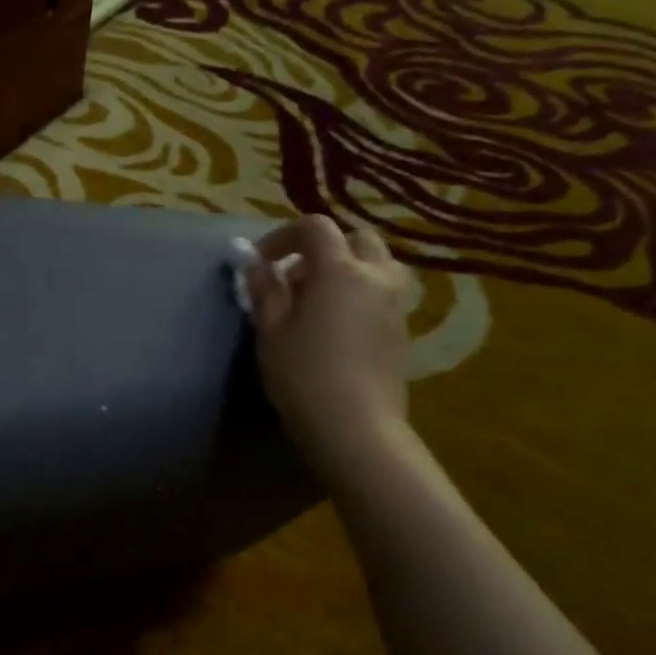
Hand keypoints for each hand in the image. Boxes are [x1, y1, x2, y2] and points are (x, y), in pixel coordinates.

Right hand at [242, 215, 416, 477]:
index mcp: (340, 270)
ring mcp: (396, 302)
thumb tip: (253, 262)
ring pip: (377, 263)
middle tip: (294, 278)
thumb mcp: (271, 330)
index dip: (283, 236)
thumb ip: (264, 289)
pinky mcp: (402, 328)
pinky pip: (383, 291)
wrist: (355, 426)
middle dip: (323, 248)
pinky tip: (337, 324)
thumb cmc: (303, 374)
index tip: (261, 261)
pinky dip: (361, 291)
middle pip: (355, 238)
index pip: (315, 228)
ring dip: (348, 267)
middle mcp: (376, 276)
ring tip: (318, 299)